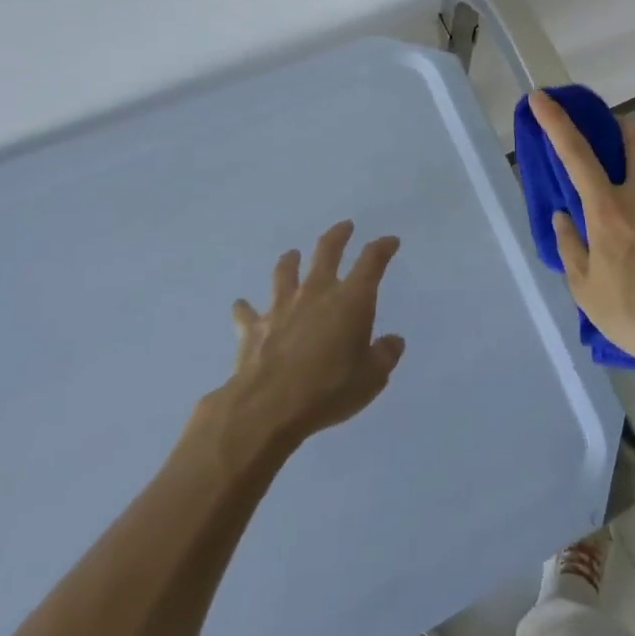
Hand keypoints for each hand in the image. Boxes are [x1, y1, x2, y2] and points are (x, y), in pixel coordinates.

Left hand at [208, 221, 405, 451]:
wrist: (268, 408)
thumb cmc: (329, 389)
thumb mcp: (372, 378)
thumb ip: (385, 355)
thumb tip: (393, 341)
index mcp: (351, 300)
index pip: (372, 261)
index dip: (382, 247)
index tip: (390, 241)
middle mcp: (316, 293)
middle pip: (326, 252)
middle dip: (338, 236)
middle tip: (345, 226)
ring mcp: (281, 307)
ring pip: (285, 272)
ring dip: (289, 261)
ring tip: (292, 255)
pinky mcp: (253, 328)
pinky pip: (246, 313)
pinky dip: (245, 308)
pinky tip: (241, 306)